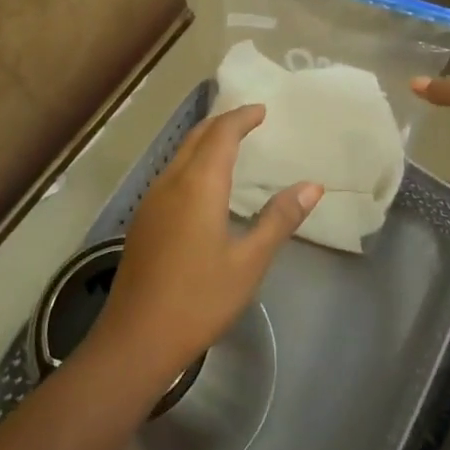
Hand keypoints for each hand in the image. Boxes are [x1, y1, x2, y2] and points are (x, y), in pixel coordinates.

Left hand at [89, 106, 320, 385]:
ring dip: (205, 141)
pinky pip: (171, 173)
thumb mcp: (249, 262)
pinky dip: (192, 162)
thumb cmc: (199, 299)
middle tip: (249, 120)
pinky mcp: (143, 220)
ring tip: (230, 145)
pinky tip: (203, 184)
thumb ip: (279, 219)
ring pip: (180, 154)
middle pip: (196, 137)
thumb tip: (313, 186)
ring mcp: (151, 201)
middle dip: (222, 123)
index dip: (241, 117)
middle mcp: (171, 182)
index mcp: (198, 185)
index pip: (221, 134)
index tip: (262, 110)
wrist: (136, 339)